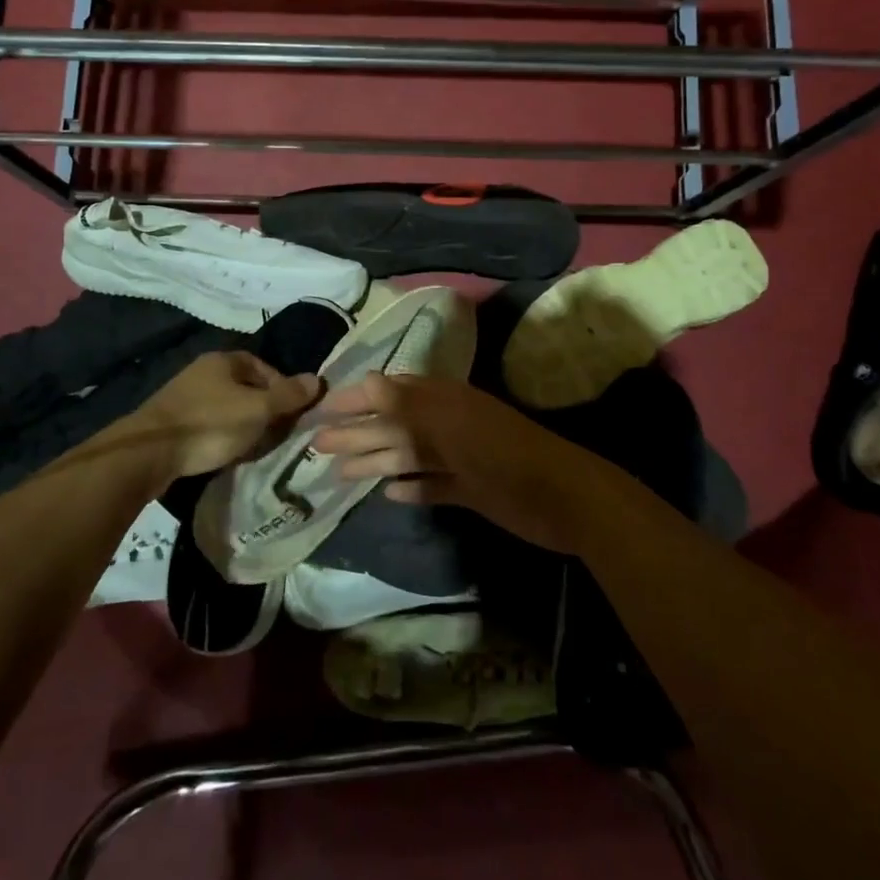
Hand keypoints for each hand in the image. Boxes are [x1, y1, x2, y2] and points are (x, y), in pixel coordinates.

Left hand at [125, 350, 322, 482]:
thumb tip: (317, 380)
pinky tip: (226, 452)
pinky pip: (209, 423)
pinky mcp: (173, 421)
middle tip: (276, 433)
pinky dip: (222, 435)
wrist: (149, 453)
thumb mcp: (258, 409)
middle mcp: (204, 371)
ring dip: (243, 424)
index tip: (291, 413)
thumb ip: (288, 396)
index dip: (282, 388)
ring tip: (254, 447)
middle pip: (246, 387)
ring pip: (227, 407)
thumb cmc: (210, 424)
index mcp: (224, 360)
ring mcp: (185, 395)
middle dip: (263, 409)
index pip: (264, 367)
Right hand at [308, 373, 610, 552]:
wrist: (563, 498)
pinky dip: (410, 488)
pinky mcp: (470, 489)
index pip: (390, 393)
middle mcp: (447, 425)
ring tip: (340, 473)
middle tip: (317, 446)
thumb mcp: (452, 426)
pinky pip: (431, 485)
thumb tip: (366, 381)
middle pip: (394, 426)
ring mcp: (459, 458)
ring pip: (408, 456)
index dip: (356, 399)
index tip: (321, 408)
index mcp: (443, 402)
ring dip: (376, 461)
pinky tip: (388, 494)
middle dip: (357, 433)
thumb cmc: (503, 455)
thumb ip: (408, 405)